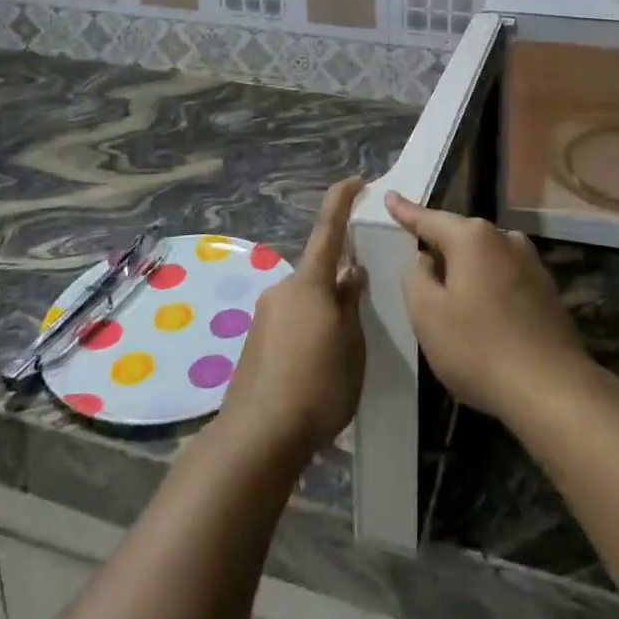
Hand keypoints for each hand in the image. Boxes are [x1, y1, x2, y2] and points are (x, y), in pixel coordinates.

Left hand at [217, 178, 367, 462]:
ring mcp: (266, 315)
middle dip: (339, 283)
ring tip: (342, 351)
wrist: (257, 437)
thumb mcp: (351, 347)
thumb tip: (351, 272)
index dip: (341, 201)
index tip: (356, 181)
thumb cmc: (317, 387)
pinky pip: (291, 322)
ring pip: (305, 300)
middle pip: (317, 272)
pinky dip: (308, 331)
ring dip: (324, 312)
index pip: (328, 229)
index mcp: (310, 283)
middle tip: (362, 310)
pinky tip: (318, 367)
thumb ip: (351, 305)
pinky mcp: (256, 341)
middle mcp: (283, 290)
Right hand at [387, 191, 591, 422]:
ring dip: (467, 270)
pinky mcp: (546, 290)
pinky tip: (484, 314)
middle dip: (439, 248)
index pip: (429, 219)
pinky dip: (488, 287)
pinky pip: (504, 277)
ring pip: (485, 257)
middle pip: (460, 236)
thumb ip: (416, 277)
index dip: (406, 211)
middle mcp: (504, 238)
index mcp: (472, 238)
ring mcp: (530, 263)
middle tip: (418, 264)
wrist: (553, 390)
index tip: (389, 196)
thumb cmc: (479, 349)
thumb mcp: (427, 315)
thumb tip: (425, 259)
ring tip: (451, 295)